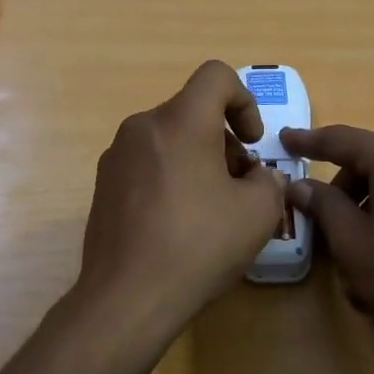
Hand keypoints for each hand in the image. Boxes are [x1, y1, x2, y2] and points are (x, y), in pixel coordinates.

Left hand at [75, 61, 285, 342]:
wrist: (127, 297)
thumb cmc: (199, 245)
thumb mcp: (258, 213)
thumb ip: (270, 181)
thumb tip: (259, 177)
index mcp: (180, 121)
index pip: (216, 76)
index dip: (244, 100)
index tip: (252, 142)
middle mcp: (142, 127)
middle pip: (193, 112)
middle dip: (224, 141)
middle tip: (240, 187)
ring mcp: (116, 156)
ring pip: (169, 139)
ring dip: (198, 161)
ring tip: (212, 210)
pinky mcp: (103, 186)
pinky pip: (147, 165)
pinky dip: (171, 178)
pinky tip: (179, 225)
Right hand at [279, 125, 373, 368]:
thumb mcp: (352, 242)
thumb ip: (323, 205)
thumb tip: (300, 185)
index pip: (342, 139)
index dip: (309, 141)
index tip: (285, 139)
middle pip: (372, 158)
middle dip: (344, 184)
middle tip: (323, 216)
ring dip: (370, 200)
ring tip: (357, 243)